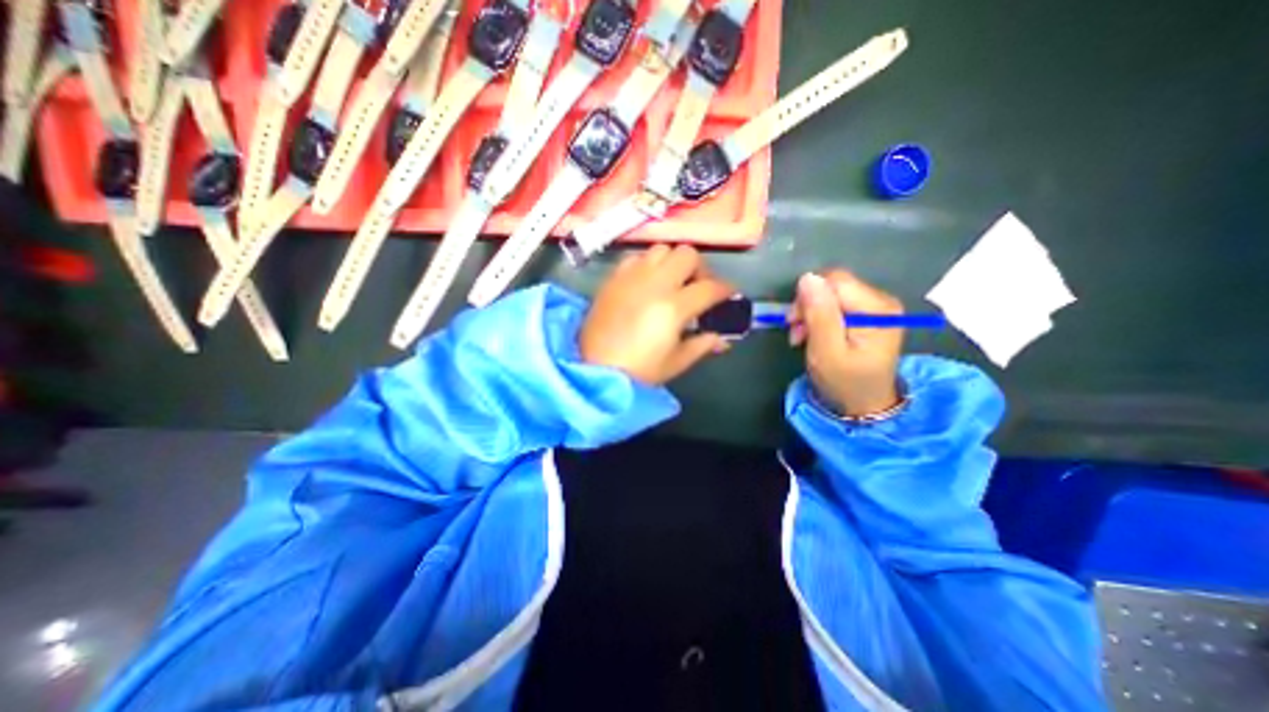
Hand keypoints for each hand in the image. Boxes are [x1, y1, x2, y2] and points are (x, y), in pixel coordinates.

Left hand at [578, 246, 735, 388]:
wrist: (594, 368)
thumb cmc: (639, 371)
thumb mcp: (676, 362)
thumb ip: (702, 345)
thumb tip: (722, 338)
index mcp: (674, 307)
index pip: (710, 288)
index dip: (726, 289)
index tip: (728, 294)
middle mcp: (655, 283)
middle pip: (688, 254)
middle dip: (700, 269)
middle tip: (697, 286)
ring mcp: (632, 277)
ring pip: (662, 249)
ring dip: (673, 262)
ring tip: (672, 281)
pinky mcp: (614, 278)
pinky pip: (637, 257)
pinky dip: (648, 264)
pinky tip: (646, 282)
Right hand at [789, 271, 907, 417]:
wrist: (864, 405)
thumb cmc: (844, 382)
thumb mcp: (826, 351)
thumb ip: (819, 314)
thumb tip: (808, 277)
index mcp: (876, 308)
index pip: (834, 281)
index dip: (808, 297)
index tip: (795, 323)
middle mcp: (881, 300)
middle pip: (833, 286)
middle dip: (808, 306)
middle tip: (797, 333)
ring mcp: (876, 307)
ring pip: (831, 294)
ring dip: (810, 314)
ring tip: (802, 337)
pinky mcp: (868, 314)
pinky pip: (836, 304)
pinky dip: (819, 318)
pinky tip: (813, 334)